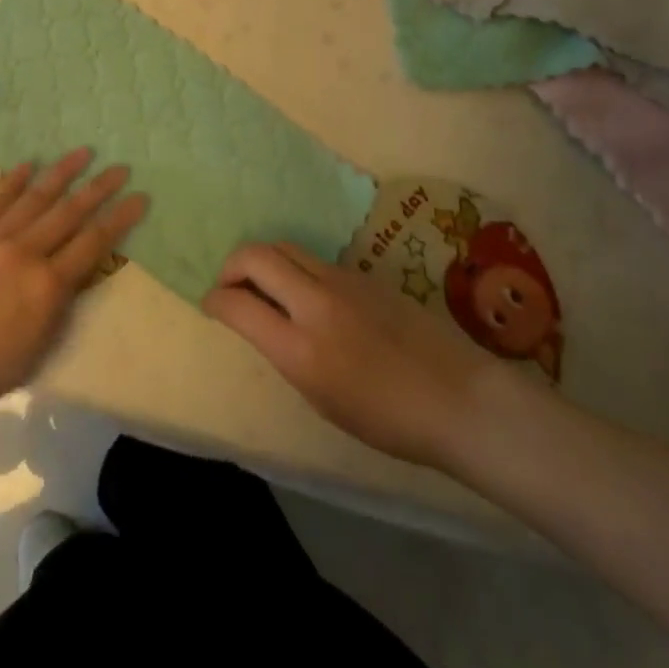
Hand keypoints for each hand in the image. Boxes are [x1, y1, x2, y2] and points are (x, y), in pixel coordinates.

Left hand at [0, 147, 145, 418]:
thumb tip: (75, 270)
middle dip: (100, 187)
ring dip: (63, 172)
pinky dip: (15, 179)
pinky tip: (30, 164)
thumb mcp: (38, 347)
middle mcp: (24, 252)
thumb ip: (61, 304)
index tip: (140, 197)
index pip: (94, 242)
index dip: (120, 218)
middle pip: (70, 211)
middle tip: (121, 167)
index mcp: (46, 286)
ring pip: (36, 196)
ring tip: (84, 152)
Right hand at [204, 242, 512, 472]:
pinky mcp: (363, 273)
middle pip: (257, 255)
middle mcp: (315, 303)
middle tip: (230, 285)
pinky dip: (296, 267)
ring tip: (264, 284)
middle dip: (232, 265)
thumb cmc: (389, 420)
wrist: (458, 398)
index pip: (238, 304)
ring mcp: (342, 280)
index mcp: (301, 349)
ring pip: (285, 247)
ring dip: (264, 260)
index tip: (210, 304)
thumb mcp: (322, 399)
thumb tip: (263, 323)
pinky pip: (315, 259)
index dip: (215, 299)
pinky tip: (306, 293)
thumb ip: (287, 354)